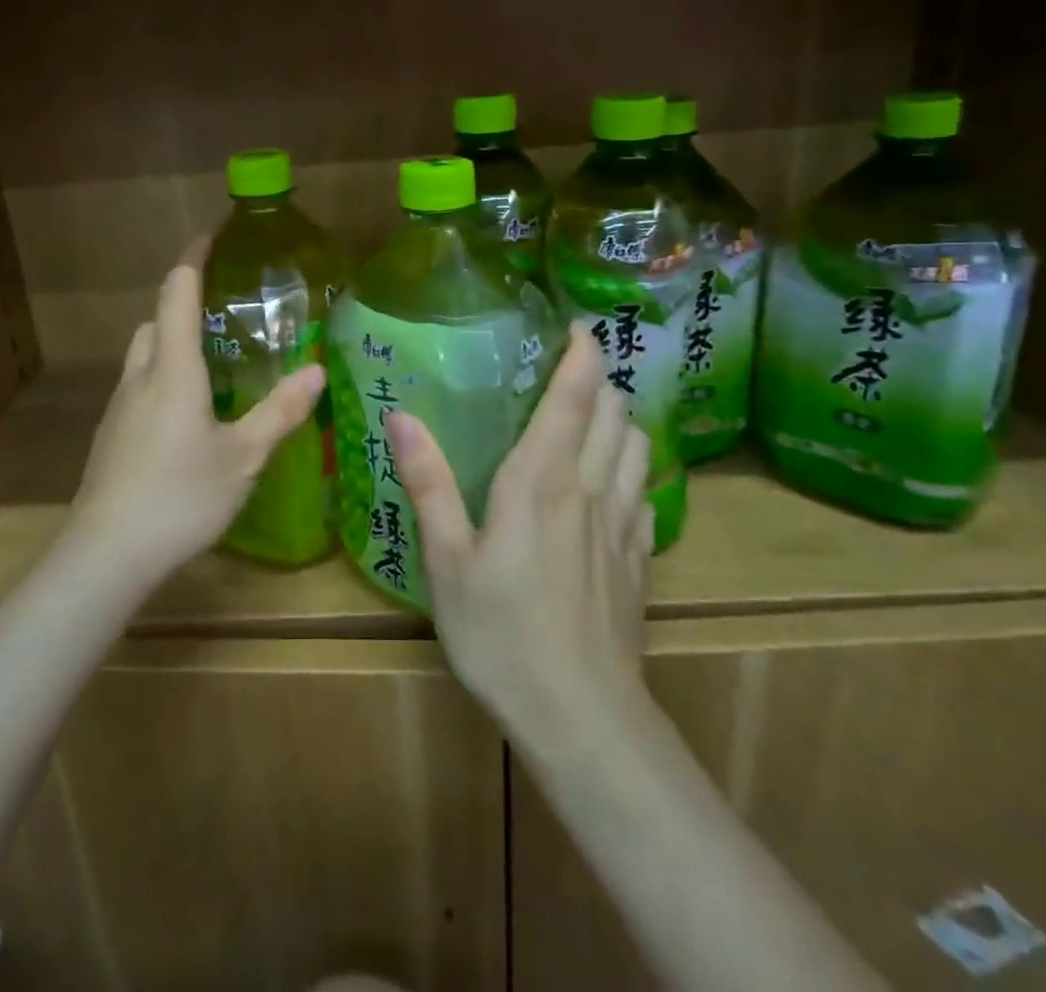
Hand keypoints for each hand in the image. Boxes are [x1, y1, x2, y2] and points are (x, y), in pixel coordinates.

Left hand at [71, 249, 325, 582]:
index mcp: (173, 369)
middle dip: (183, 303)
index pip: (177, 293)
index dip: (192, 260)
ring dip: (171, 342)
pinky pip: (138, 386)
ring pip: (143, 354)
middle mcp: (140, 377)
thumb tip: (316, 369)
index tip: (210, 237)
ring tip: (212, 362)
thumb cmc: (180, 496)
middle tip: (225, 313)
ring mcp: (119, 407)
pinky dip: (162, 377)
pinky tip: (187, 416)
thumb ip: (280, 411)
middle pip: (155, 320)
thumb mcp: (243, 456)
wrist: (106, 554)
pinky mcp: (111, 436)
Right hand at [385, 323, 652, 737]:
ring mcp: (624, 524)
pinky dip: (631, 469)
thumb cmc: (501, 633)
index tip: (576, 326)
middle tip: (569, 374)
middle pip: (615, 412)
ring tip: (592, 419)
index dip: (583, 353)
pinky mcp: (641, 558)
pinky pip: (645, 492)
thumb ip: (428, 483)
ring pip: (638, 446)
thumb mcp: (447, 561)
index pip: (576, 395)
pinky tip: (610, 486)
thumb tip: (400, 416)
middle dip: (600, 381)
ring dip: (621, 420)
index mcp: (542, 479)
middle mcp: (591, 488)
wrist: (583, 717)